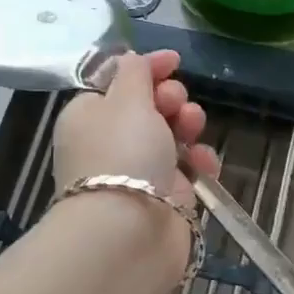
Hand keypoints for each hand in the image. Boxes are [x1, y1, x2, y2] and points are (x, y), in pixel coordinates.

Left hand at [52, 50, 220, 205]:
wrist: (129, 233)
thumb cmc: (122, 153)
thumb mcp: (126, 99)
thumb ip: (135, 72)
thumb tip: (132, 59)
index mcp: (89, 115)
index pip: (118, 81)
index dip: (147, 68)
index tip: (175, 61)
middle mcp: (110, 142)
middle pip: (148, 106)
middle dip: (170, 98)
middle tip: (176, 105)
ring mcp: (138, 171)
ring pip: (172, 135)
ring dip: (188, 125)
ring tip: (193, 130)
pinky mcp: (165, 196)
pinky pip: (187, 168)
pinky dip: (199, 161)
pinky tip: (204, 164)